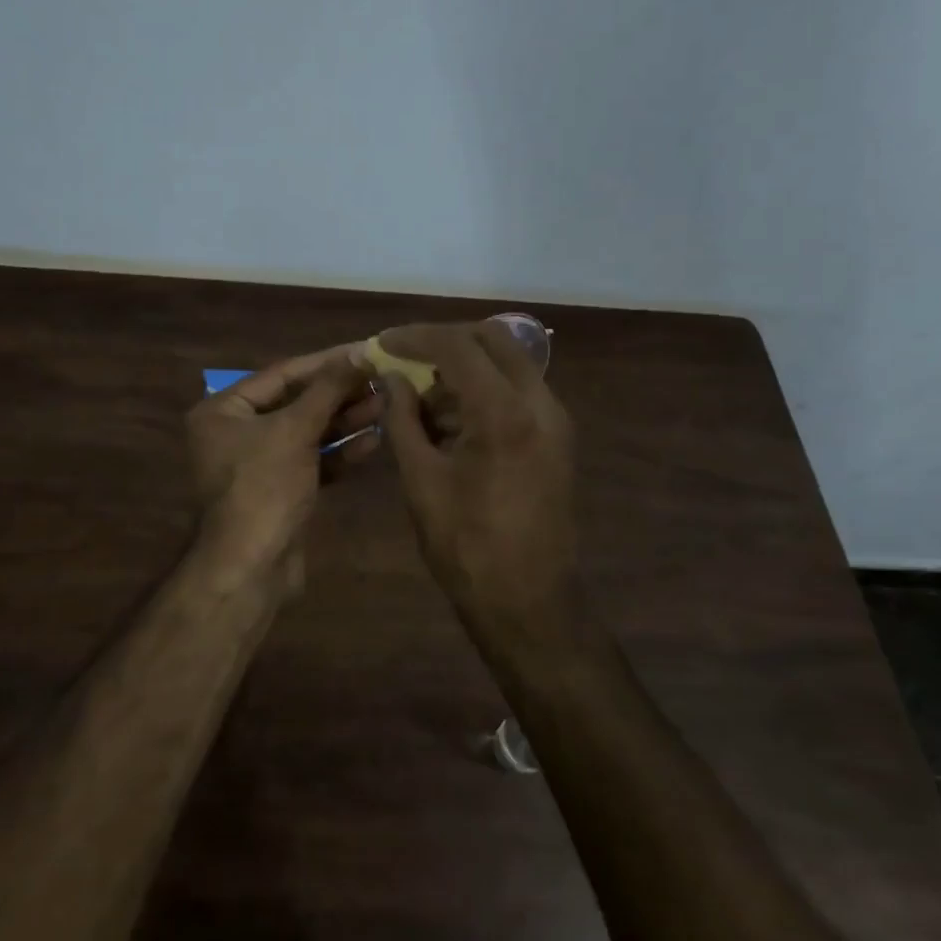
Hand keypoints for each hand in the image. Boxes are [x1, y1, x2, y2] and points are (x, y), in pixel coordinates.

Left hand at [186, 344, 380, 583]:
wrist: (252, 568)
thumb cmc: (264, 487)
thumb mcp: (295, 430)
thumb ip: (327, 390)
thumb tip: (357, 354)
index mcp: (224, 410)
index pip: (282, 374)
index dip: (327, 362)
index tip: (366, 350)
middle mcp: (236, 433)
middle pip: (296, 403)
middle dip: (339, 394)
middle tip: (382, 380)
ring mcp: (258, 464)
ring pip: (307, 433)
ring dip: (344, 421)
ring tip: (385, 407)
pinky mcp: (280, 491)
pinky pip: (312, 462)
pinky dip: (338, 452)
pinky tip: (373, 442)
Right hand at [378, 322, 576, 619]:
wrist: (528, 602)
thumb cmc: (466, 547)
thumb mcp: (421, 481)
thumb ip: (403, 420)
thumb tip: (390, 380)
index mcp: (504, 413)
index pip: (458, 346)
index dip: (415, 338)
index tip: (383, 343)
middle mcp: (540, 404)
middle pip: (494, 340)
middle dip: (446, 340)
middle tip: (406, 357)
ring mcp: (555, 421)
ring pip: (510, 364)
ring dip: (466, 367)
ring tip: (422, 401)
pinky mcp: (557, 439)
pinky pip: (519, 393)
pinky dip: (484, 392)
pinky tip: (451, 423)